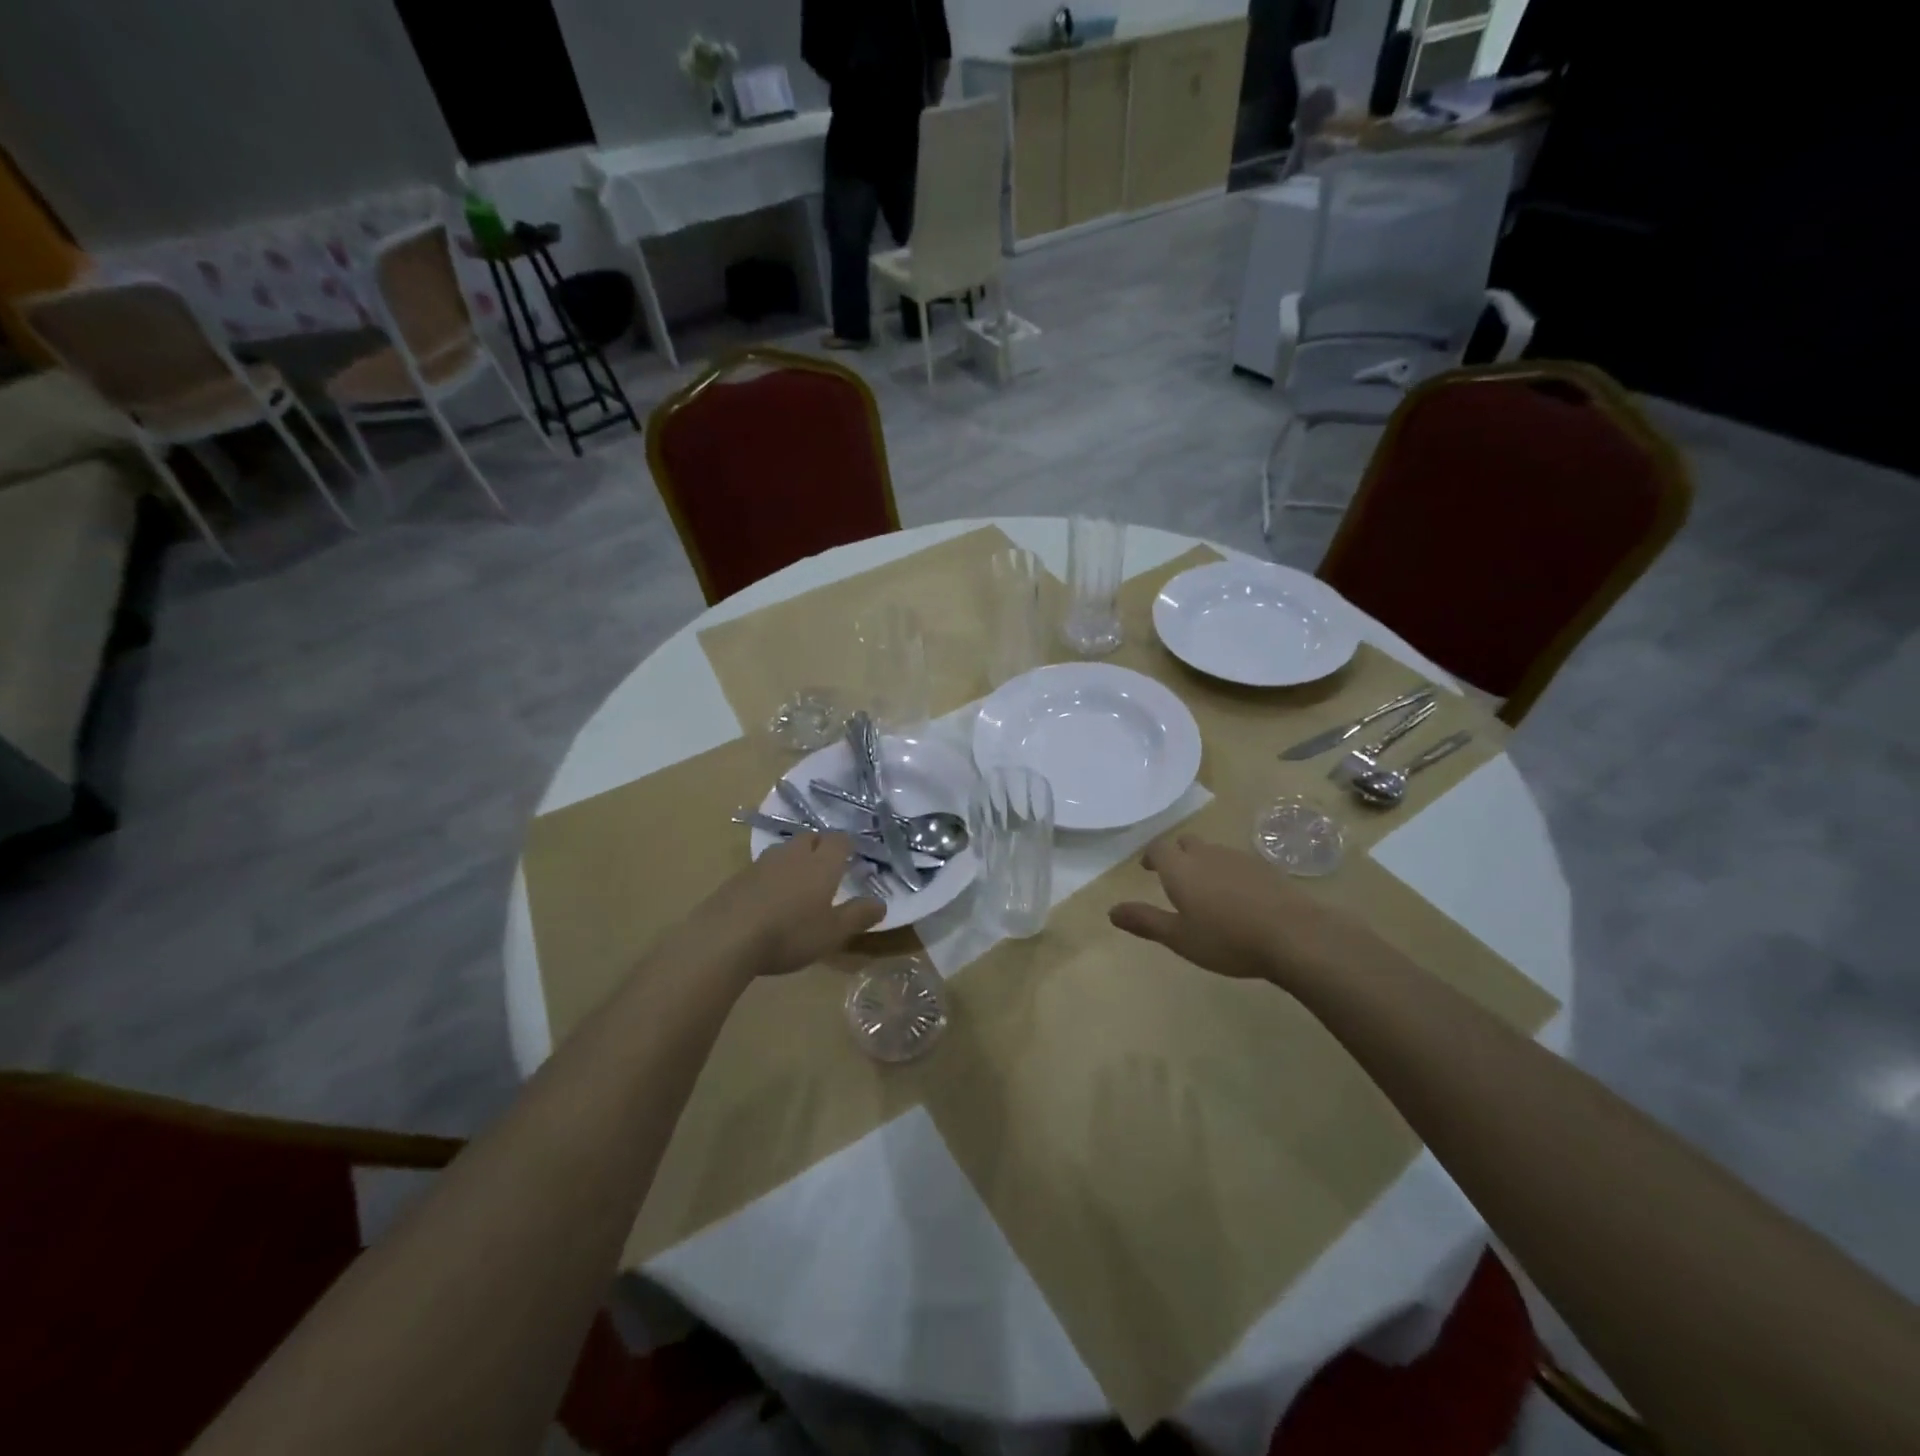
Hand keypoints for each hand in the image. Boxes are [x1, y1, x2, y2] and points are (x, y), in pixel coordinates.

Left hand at [671, 833, 883, 978]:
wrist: (726, 937)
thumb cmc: (789, 934)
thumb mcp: (832, 933)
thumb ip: (858, 915)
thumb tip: (881, 902)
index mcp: (821, 863)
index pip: (839, 840)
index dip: (848, 846)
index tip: (852, 858)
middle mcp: (793, 854)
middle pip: (810, 838)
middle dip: (820, 846)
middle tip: (826, 867)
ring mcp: (762, 863)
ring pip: (785, 850)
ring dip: (794, 859)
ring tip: (798, 882)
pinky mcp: (738, 877)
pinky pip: (762, 868)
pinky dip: (771, 876)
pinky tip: (769, 899)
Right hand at [1109, 834, 1374, 985]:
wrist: (1293, 935)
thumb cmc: (1227, 939)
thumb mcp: (1179, 938)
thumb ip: (1145, 921)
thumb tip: (1111, 911)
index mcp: (1181, 868)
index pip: (1158, 848)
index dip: (1151, 856)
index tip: (1148, 869)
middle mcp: (1207, 854)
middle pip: (1186, 843)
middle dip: (1177, 855)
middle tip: (1175, 877)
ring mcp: (1239, 858)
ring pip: (1213, 852)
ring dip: (1204, 864)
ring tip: (1206, 890)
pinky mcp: (1265, 868)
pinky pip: (1237, 863)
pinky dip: (1229, 873)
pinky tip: (1238, 898)